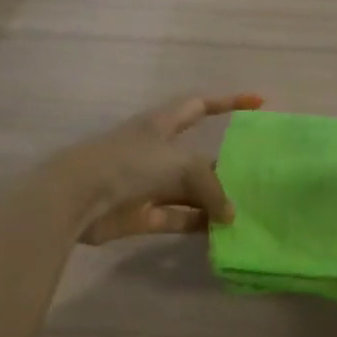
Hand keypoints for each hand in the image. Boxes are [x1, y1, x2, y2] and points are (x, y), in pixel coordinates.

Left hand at [68, 93, 263, 244]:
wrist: (77, 197)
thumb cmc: (131, 164)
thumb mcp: (181, 164)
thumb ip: (212, 188)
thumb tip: (229, 216)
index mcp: (163, 123)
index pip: (201, 105)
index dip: (229, 102)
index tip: (258, 103)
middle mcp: (157, 150)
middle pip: (198, 157)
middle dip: (225, 166)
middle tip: (257, 178)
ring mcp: (148, 183)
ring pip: (189, 191)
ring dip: (213, 202)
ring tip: (245, 212)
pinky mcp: (141, 214)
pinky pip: (178, 218)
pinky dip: (197, 225)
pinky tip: (222, 235)